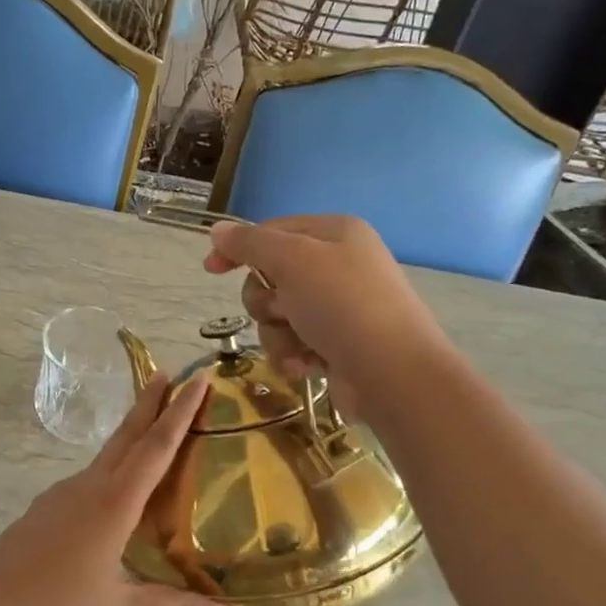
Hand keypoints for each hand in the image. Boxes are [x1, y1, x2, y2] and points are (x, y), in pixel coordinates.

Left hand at [0, 372, 240, 605]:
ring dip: (132, 434)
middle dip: (151, 403)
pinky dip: (113, 467)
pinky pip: (91, 477)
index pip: (156, 447)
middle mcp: (89, 486)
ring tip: (155, 428)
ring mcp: (63, 493)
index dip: (180, 412)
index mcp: (113, 502)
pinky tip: (118, 489)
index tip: (198, 379)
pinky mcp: (47, 507)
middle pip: (127, 435)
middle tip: (172, 374)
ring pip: (107, 454)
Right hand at [203, 216, 443, 414]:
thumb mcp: (292, 261)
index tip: (211, 269)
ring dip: (277, 333)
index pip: (272, 231)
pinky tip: (305, 365)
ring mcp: (339, 307)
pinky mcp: (336, 343)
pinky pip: (293, 341)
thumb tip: (217, 230)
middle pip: (270, 275)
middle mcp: (338, 264)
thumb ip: (249, 244)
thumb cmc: (342, 305)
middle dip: (265, 300)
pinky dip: (293, 354)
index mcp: (335, 233)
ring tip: (298, 347)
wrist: (394, 374)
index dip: (239, 249)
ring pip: (277, 313)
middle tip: (281, 311)